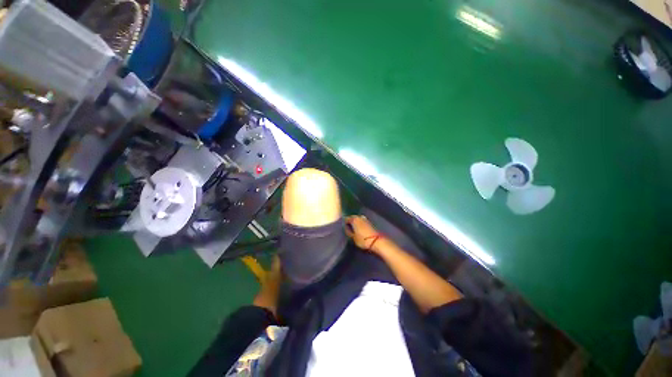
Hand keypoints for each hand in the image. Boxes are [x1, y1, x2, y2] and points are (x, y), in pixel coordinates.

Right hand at [345, 215, 380, 251]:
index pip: (346, 219)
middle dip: (350, 221)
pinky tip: (359, 228)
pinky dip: (360, 223)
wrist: (376, 241)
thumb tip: (345, 228)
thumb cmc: (363, 240)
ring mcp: (365, 219)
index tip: (342, 227)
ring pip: (358, 218)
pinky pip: (362, 221)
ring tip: (353, 227)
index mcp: (354, 219)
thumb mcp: (352, 238)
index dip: (343, 223)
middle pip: (352, 217)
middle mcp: (359, 217)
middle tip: (347, 227)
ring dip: (355, 221)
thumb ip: (348, 232)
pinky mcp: (370, 222)